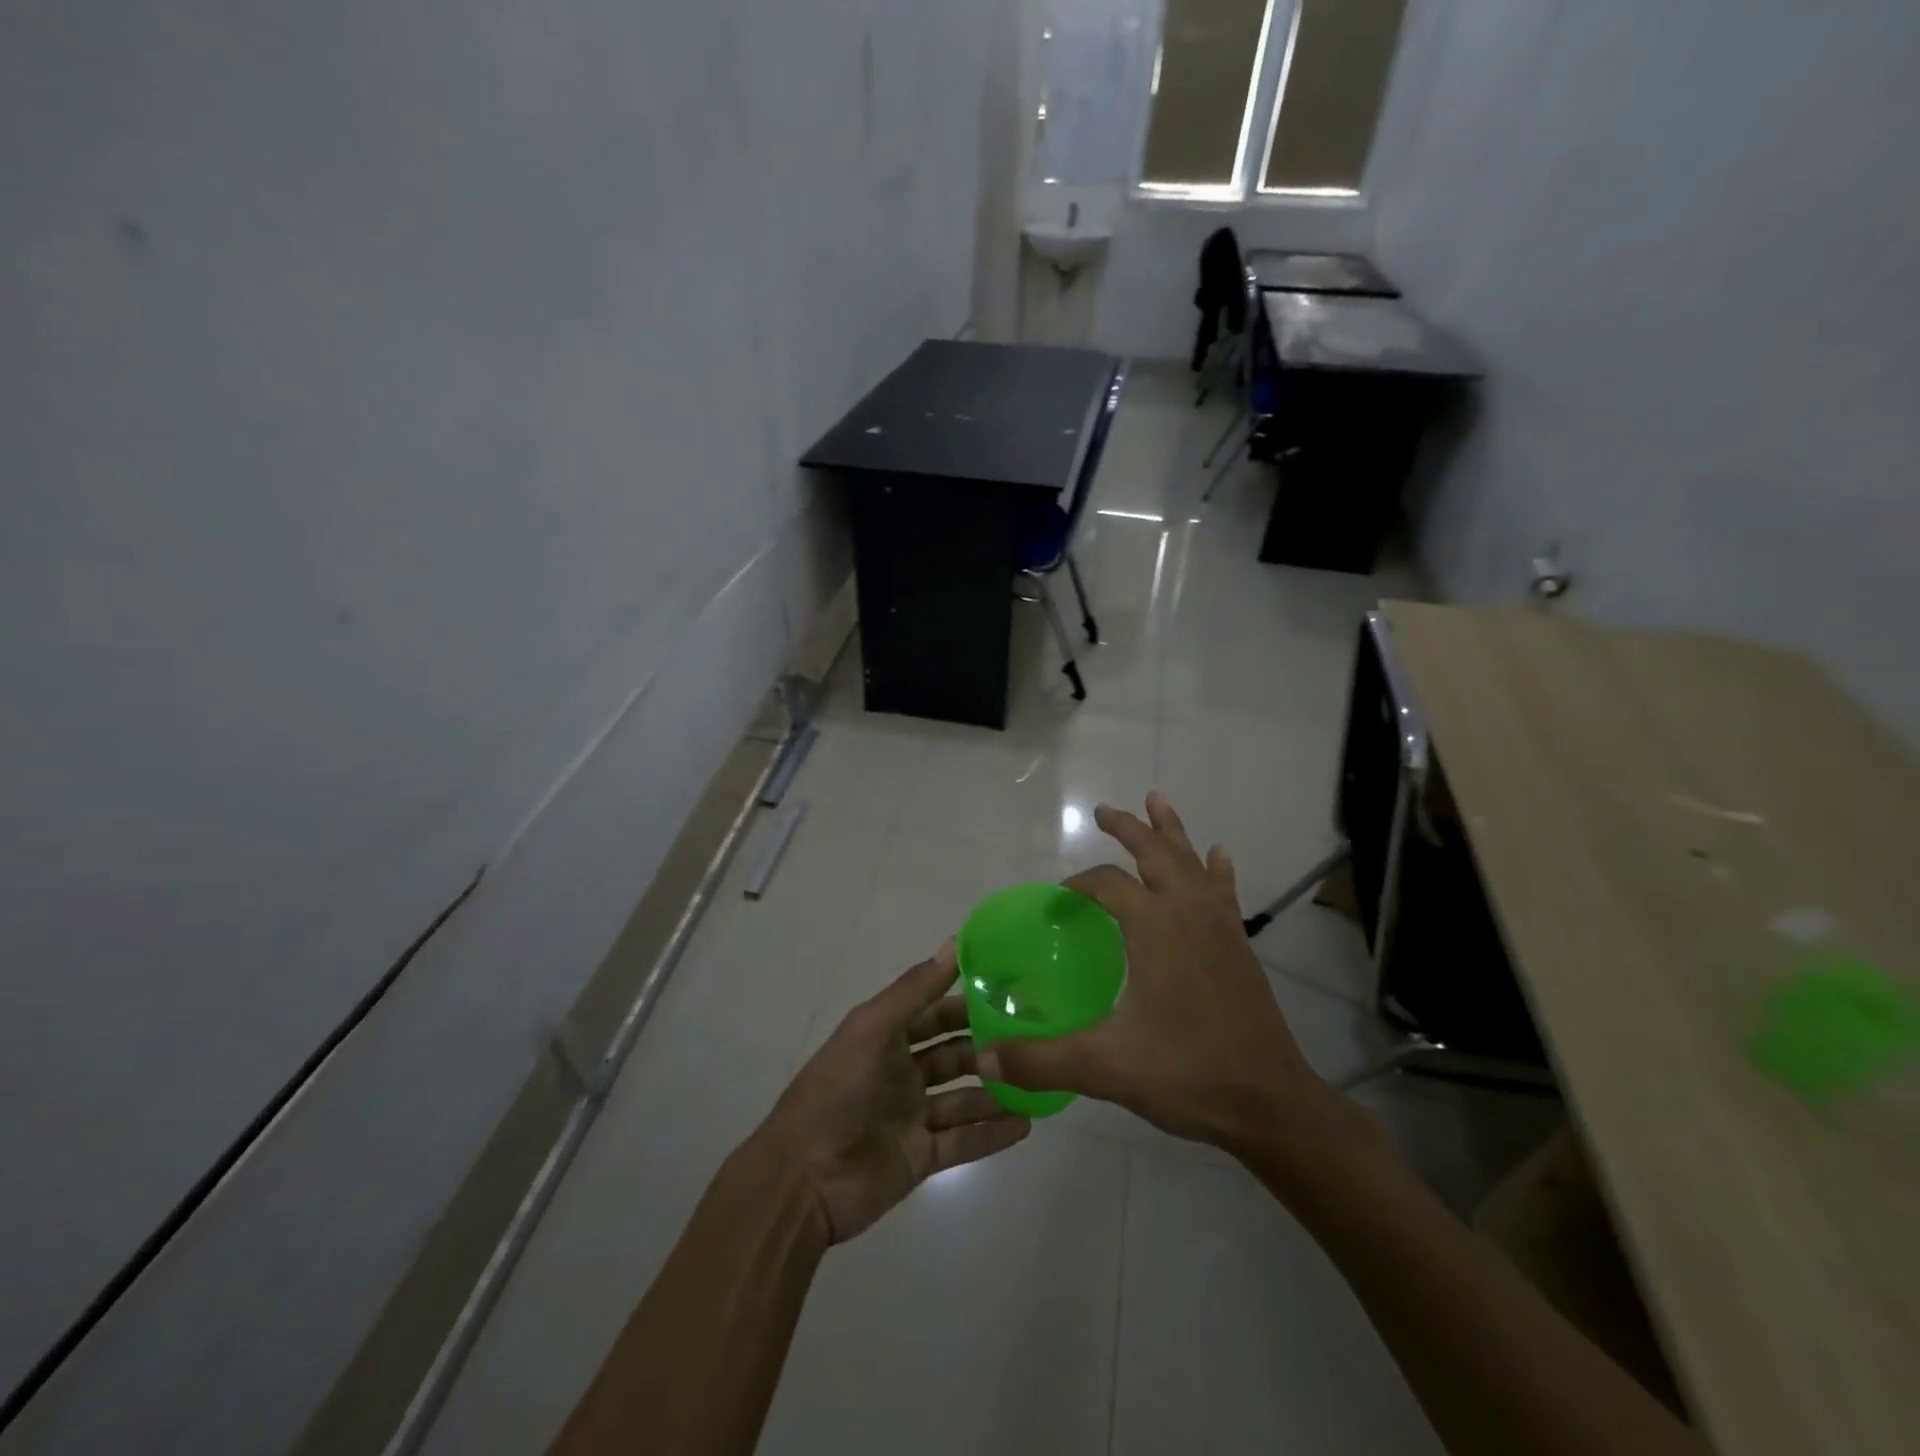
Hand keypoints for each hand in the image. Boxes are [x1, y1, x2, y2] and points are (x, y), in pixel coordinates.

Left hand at [756, 943, 1030, 1242]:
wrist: (802, 1182)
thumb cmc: (836, 1092)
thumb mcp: (872, 1029)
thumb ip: (915, 990)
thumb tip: (954, 942)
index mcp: (885, 1038)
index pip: (934, 1012)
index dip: (967, 1001)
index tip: (1011, 991)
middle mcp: (900, 1072)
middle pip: (953, 1054)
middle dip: (988, 1046)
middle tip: (1034, 1038)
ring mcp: (911, 1116)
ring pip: (963, 1097)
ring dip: (996, 1090)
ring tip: (1039, 1082)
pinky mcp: (919, 1157)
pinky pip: (963, 1141)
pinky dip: (992, 1134)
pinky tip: (1026, 1126)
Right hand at [977, 793, 1369, 1165]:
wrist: (1269, 1103)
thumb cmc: (1187, 1073)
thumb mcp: (1105, 1067)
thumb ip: (1040, 1060)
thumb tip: (984, 1060)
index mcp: (1154, 927)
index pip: (1107, 884)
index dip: (1078, 884)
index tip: (1057, 900)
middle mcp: (1187, 912)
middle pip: (1154, 853)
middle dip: (1126, 828)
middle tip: (1103, 810)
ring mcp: (1219, 926)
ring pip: (1191, 862)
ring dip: (1170, 831)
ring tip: (1157, 800)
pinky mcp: (1238, 945)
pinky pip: (1224, 890)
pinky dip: (1216, 868)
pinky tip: (1218, 854)